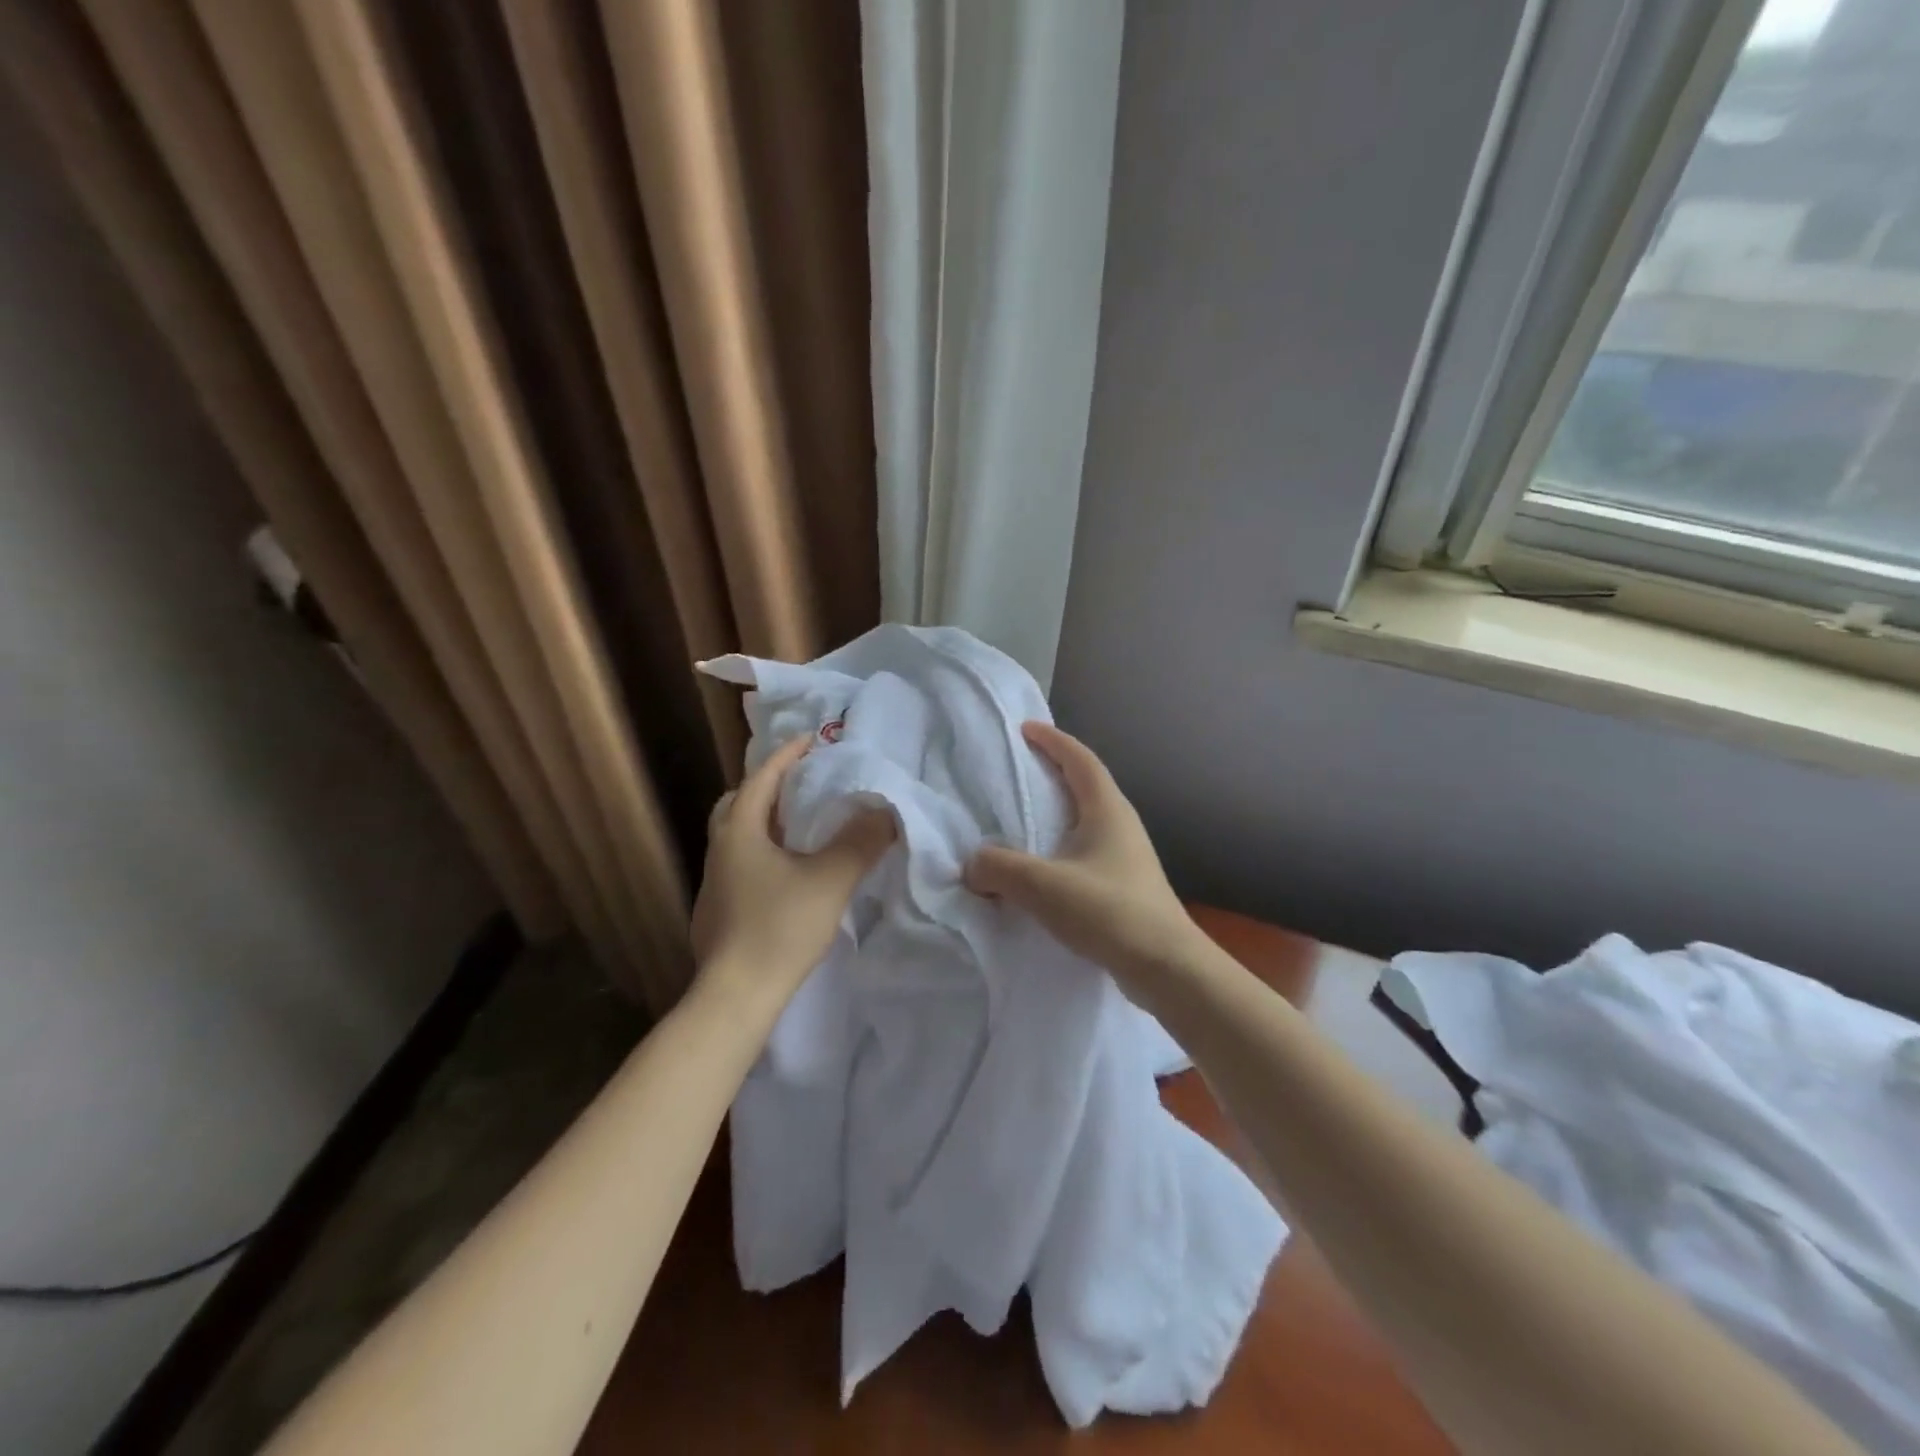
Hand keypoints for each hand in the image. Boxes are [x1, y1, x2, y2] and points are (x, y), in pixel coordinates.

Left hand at [691, 736, 894, 1008]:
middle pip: (738, 803)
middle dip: (768, 787)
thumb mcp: (831, 880)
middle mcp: (719, 850)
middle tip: (801, 784)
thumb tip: (886, 812)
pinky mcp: (717, 911)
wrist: (736, 997)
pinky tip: (788, 872)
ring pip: (738, 836)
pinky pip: (741, 863)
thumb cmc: (780, 928)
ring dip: (766, 822)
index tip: (813, 739)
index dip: (787, 755)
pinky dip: (764, 851)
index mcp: (739, 832)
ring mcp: (713, 883)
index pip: (761, 778)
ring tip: (801, 825)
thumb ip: (861, 842)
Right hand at [965, 722, 1203, 988]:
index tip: (1025, 729)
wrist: (1167, 968)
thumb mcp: (1043, 886)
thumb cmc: (1109, 912)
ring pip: (1084, 821)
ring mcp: (1126, 856)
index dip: (1053, 740)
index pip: (1080, 759)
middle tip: (1016, 771)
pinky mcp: (1123, 885)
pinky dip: (1058, 848)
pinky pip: (1083, 851)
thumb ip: (998, 868)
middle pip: (1084, 785)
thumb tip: (972, 865)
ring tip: (1020, 821)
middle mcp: (1120, 824)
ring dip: (1054, 814)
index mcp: (1107, 809)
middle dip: (1051, 772)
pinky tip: (1039, 870)